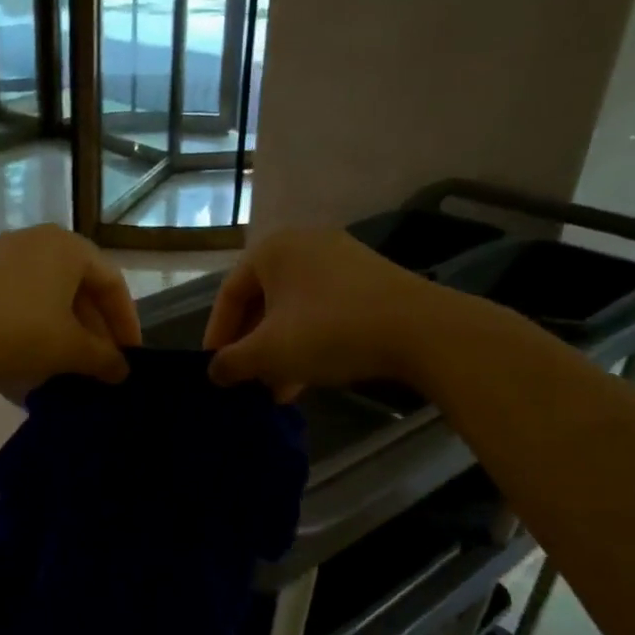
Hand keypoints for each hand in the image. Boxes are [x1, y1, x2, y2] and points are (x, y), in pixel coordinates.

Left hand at [0, 226, 139, 392]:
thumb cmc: (18, 332)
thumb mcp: (69, 350)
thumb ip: (104, 359)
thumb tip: (122, 370)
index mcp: (68, 247)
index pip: (112, 283)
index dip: (126, 322)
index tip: (130, 356)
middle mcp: (38, 240)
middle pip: (80, 286)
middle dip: (95, 328)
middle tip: (102, 363)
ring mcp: (4, 255)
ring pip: (50, 293)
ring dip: (67, 328)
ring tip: (72, 364)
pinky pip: (22, 297)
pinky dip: (38, 324)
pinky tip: (36, 355)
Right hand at [203, 228, 460, 398]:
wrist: (420, 330)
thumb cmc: (329, 331)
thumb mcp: (269, 353)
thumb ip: (232, 362)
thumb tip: (214, 372)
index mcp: (272, 249)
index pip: (229, 295)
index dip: (217, 336)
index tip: (214, 370)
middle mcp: (304, 244)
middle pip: (262, 302)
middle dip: (252, 347)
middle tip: (246, 381)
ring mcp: (340, 260)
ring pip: (293, 311)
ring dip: (279, 351)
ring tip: (277, 390)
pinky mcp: (368, 281)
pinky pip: (322, 311)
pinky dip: (308, 342)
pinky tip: (308, 377)